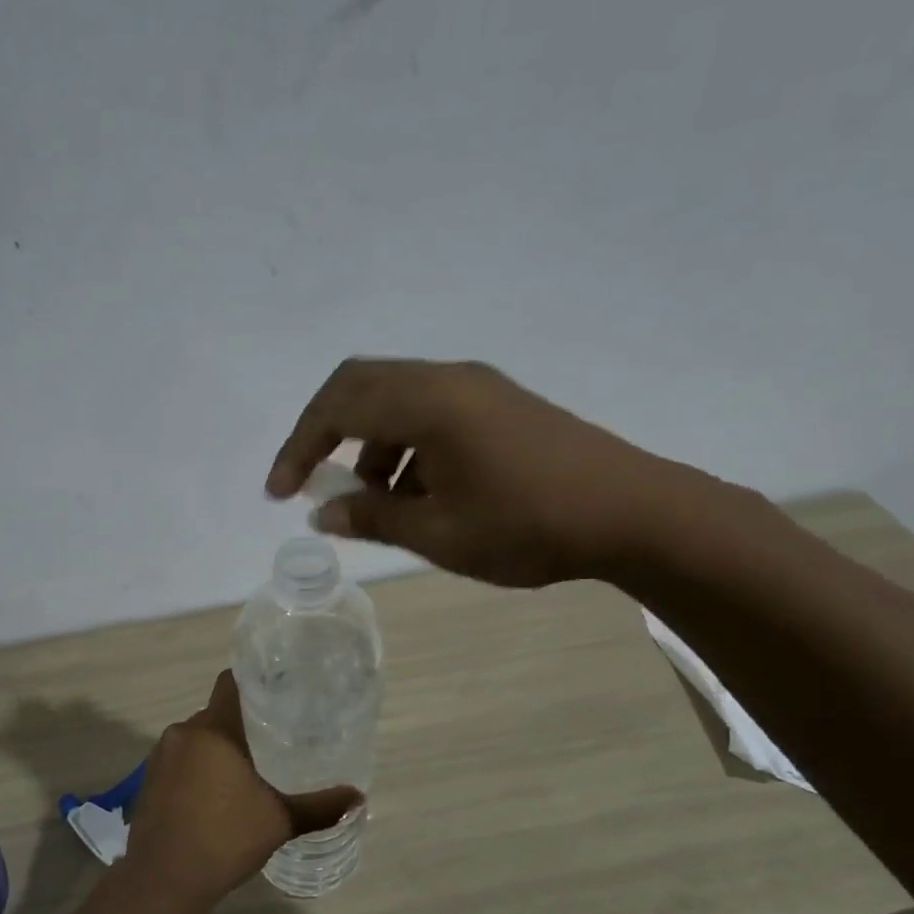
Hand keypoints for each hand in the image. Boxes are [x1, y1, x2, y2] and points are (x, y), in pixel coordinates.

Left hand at [126, 672, 361, 909]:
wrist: (163, 879)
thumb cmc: (225, 839)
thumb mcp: (279, 821)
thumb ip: (320, 806)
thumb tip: (358, 797)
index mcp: (214, 730)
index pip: (230, 683)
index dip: (252, 682)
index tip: (275, 691)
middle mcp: (183, 733)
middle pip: (215, 713)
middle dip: (240, 724)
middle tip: (271, 738)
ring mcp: (160, 756)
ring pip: (196, 739)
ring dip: (216, 749)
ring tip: (245, 768)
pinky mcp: (148, 780)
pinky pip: (179, 760)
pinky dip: (197, 768)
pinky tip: (214, 794)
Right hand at [266, 357, 685, 587]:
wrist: (632, 513)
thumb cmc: (527, 526)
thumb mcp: (438, 534)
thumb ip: (372, 518)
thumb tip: (323, 511)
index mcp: (428, 402)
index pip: (337, 407)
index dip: (299, 448)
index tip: (280, 493)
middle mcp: (448, 379)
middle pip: (360, 386)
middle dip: (325, 434)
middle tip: (311, 483)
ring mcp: (478, 388)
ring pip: (396, 401)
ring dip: (369, 446)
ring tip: (377, 505)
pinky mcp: (499, 404)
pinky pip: (430, 411)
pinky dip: (404, 446)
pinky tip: (419, 494)